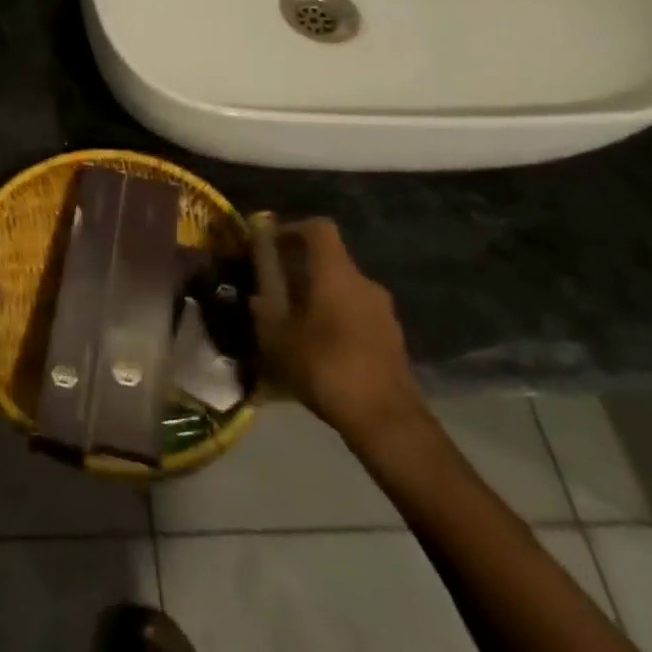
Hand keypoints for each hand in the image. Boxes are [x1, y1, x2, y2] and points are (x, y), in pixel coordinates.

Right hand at [251, 215, 427, 447]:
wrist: (388, 422)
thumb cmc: (328, 367)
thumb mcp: (280, 340)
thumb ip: (265, 313)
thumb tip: (257, 298)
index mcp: (337, 273)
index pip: (319, 228)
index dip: (293, 229)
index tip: (272, 245)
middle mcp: (364, 283)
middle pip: (331, 262)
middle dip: (302, 272)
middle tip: (278, 293)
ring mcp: (384, 313)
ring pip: (344, 292)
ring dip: (321, 300)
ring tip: (297, 327)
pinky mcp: (393, 341)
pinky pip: (358, 318)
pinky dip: (338, 324)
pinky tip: (322, 353)